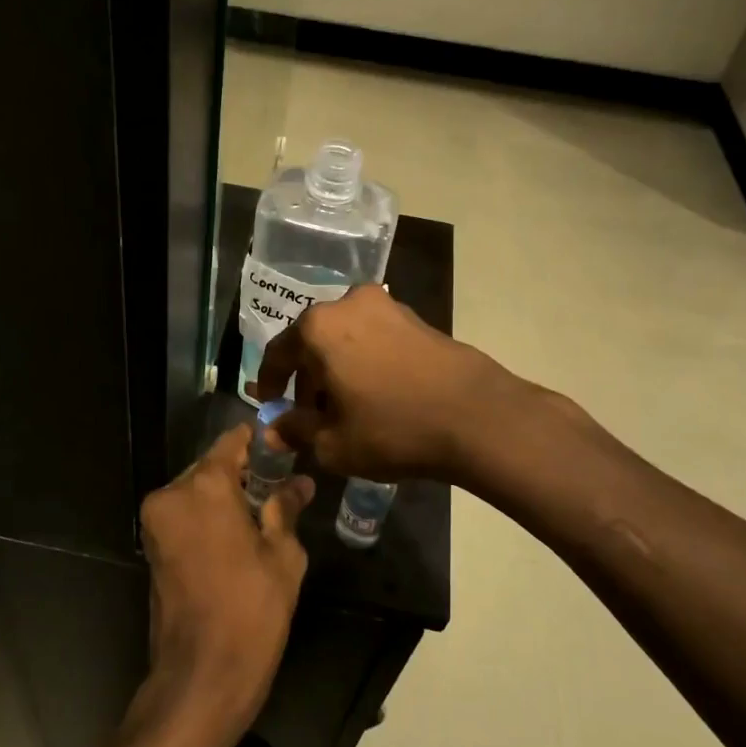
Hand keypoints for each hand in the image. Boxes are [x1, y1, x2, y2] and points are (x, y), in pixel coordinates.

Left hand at [132, 425, 312, 746]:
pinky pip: (184, 515)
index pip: (232, 442)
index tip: (284, 446)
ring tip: (263, 513)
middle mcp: (172, 494)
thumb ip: (286, 509)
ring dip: (225, 496)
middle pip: (211, 467)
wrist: (200, 677)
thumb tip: (299, 483)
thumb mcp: (283, 556)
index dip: (259, 441)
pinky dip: (208, 516)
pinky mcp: (151, 547)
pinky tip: (238, 535)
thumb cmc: (251, 611)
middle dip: (243, 473)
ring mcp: (156, 522)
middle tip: (280, 486)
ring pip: (196, 491)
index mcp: (205, 487)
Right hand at [254, 283, 532, 483]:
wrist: (476, 416)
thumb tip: (273, 431)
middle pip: (313, 343)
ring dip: (337, 370)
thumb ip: (295, 431)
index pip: (278, 353)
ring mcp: (387, 307)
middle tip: (309, 415)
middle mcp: (348, 304)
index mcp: (318, 327)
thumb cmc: (392, 428)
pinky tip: (375, 395)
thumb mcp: (333, 442)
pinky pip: (374, 339)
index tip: (270, 406)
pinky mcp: (417, 318)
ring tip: (344, 409)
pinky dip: (364, 363)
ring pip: (345, 339)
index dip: (269, 383)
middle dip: (307, 379)